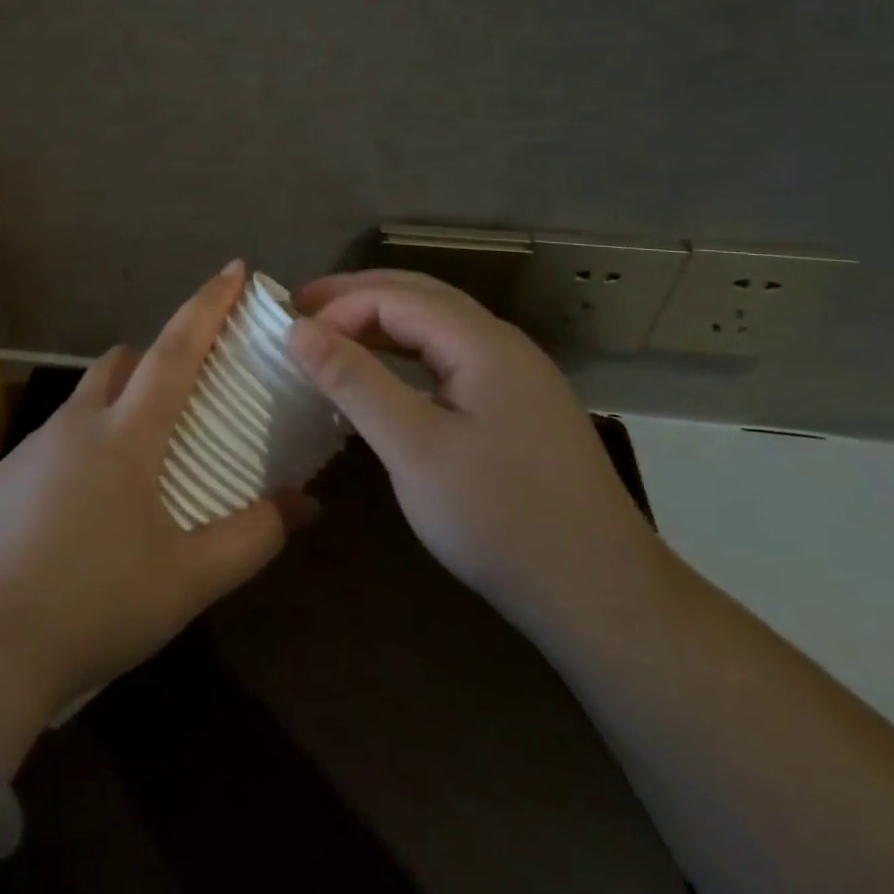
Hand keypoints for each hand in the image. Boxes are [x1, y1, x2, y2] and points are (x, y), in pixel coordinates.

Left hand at [0, 261, 308, 750]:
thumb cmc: (94, 607)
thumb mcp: (187, 581)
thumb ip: (253, 536)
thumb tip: (306, 503)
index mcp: (125, 435)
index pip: (175, 348)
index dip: (208, 305)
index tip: (235, 268)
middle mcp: (77, 423)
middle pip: (124, 361)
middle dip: (159, 356)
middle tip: (191, 391)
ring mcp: (33, 446)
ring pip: (88, 397)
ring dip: (122, 402)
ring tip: (147, 454)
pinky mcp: (5, 475)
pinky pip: (60, 436)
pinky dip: (89, 440)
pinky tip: (94, 501)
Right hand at [286, 269, 659, 637]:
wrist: (602, 596)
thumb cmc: (500, 518)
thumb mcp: (415, 448)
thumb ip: (355, 382)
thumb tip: (298, 329)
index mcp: (483, 342)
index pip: (397, 297)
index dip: (340, 307)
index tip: (291, 332)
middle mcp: (502, 345)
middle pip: (420, 297)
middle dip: (357, 297)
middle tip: (301, 309)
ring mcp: (515, 376)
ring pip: (437, 327)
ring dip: (382, 322)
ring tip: (331, 335)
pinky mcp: (517, 408)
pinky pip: (450, 359)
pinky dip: (406, 354)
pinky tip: (384, 377)